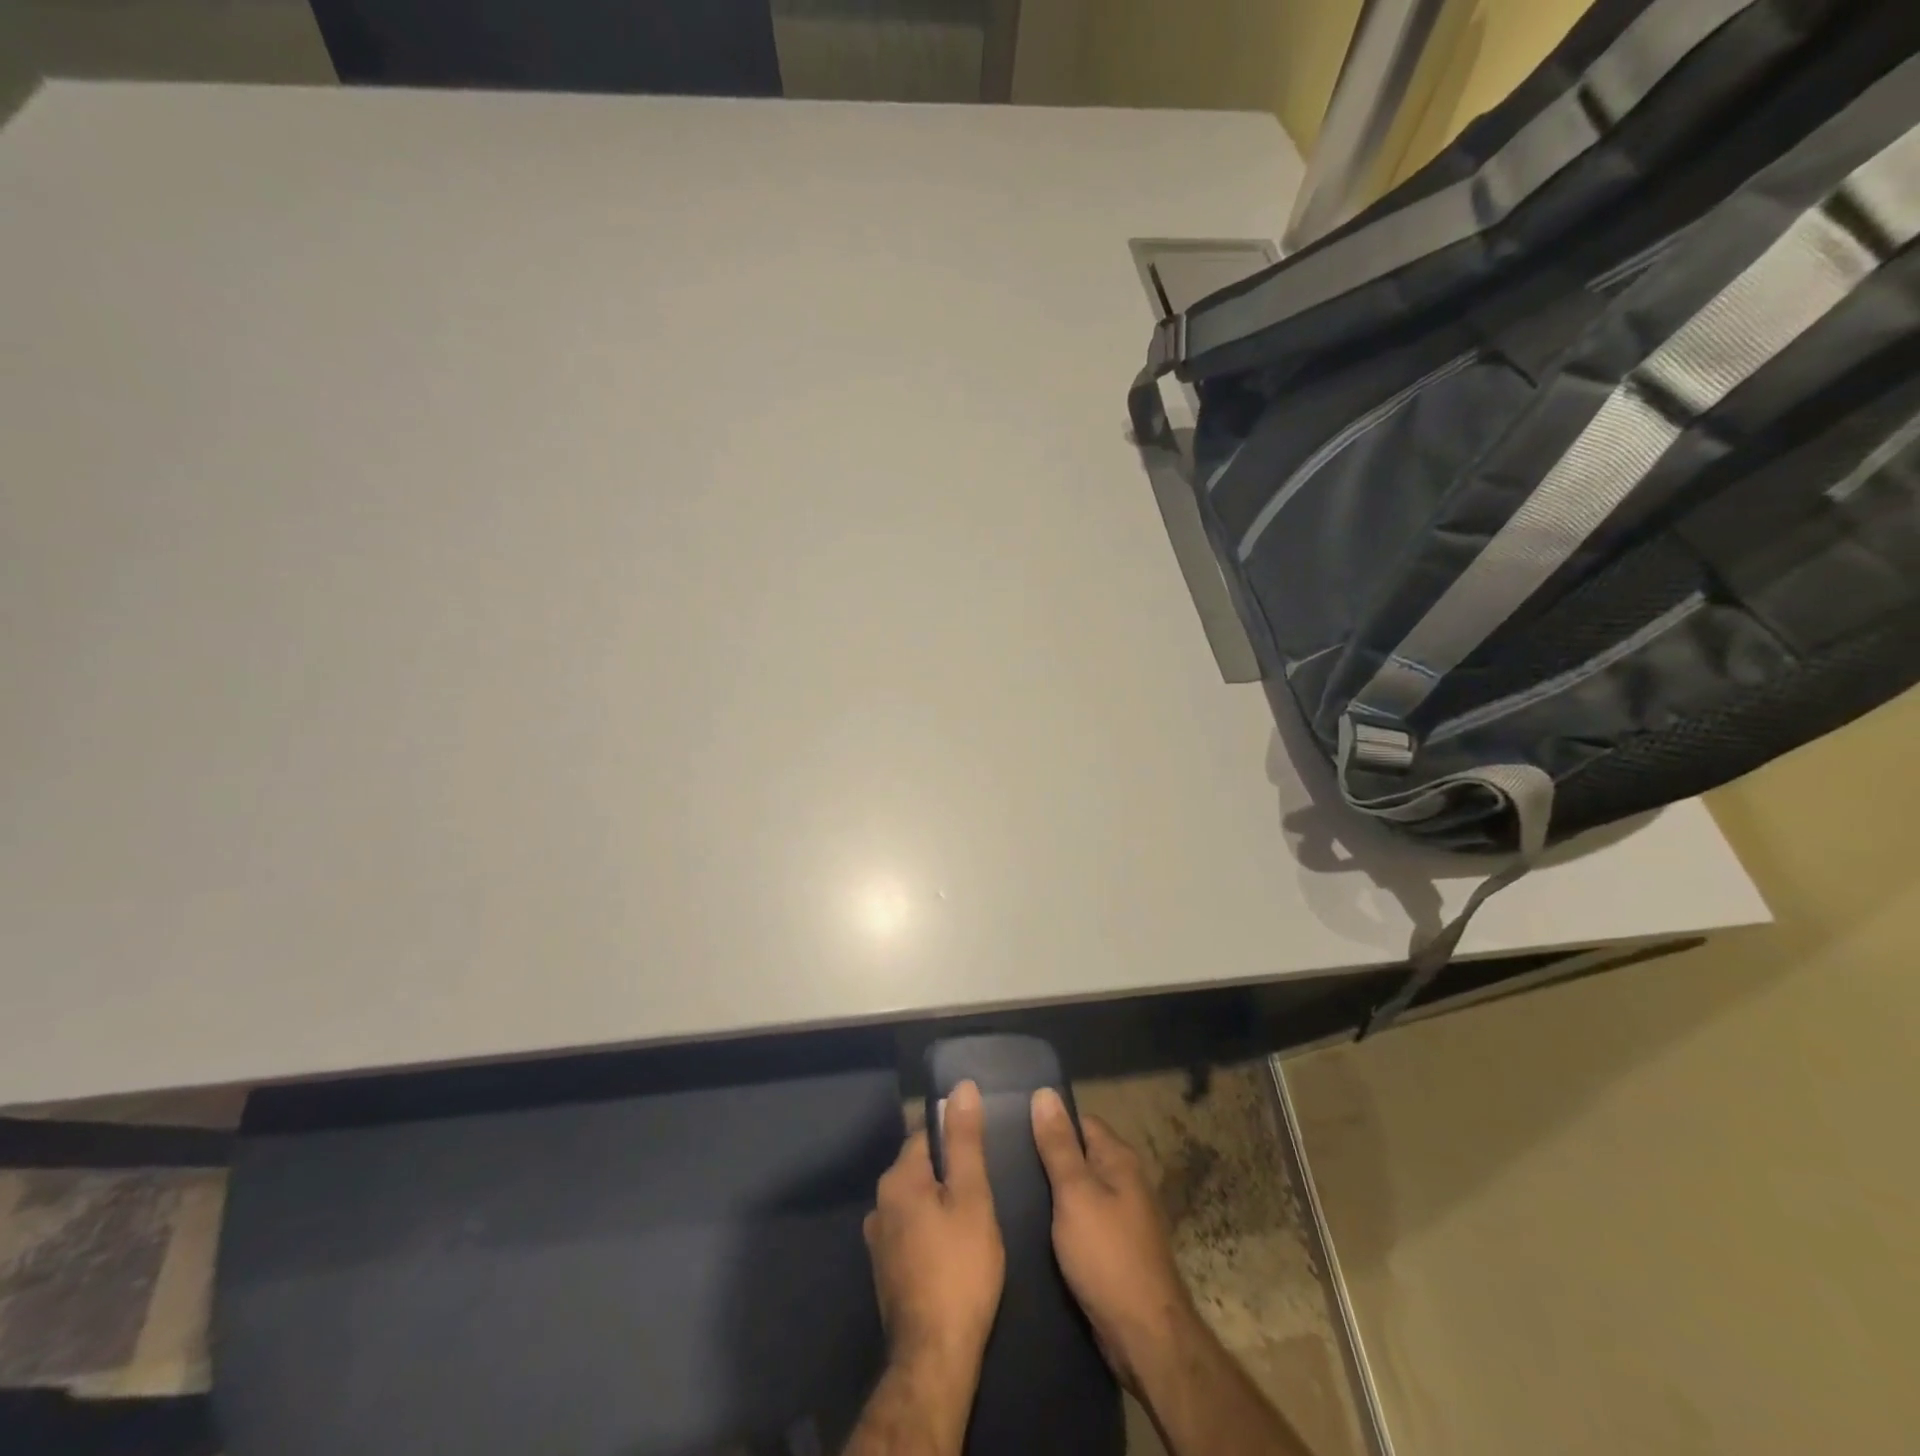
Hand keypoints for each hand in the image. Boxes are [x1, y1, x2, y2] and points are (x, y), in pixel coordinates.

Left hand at [863, 1080, 1005, 1381]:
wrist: (934, 1357)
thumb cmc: (960, 1269)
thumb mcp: (973, 1198)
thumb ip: (966, 1141)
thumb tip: (961, 1086)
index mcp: (898, 1178)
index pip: (928, 1136)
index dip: (957, 1140)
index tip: (985, 1155)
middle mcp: (880, 1202)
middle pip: (921, 1168)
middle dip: (949, 1173)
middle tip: (985, 1191)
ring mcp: (878, 1239)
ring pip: (916, 1202)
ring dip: (939, 1205)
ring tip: (972, 1221)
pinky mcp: (885, 1270)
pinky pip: (910, 1231)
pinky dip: (930, 1231)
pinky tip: (953, 1251)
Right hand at [1031, 1088, 1198, 1392]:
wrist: (1145, 1336)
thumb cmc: (1107, 1256)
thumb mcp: (1075, 1194)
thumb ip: (1058, 1145)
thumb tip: (1044, 1092)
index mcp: (1119, 1159)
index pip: (1080, 1122)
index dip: (1049, 1121)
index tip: (1013, 1127)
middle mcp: (1126, 1181)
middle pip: (1081, 1155)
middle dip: (1048, 1157)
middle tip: (1005, 1161)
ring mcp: (1124, 1217)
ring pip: (1081, 1190)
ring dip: (1054, 1191)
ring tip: (1012, 1191)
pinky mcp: (1116, 1249)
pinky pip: (1084, 1220)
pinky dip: (1063, 1220)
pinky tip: (1036, 1228)